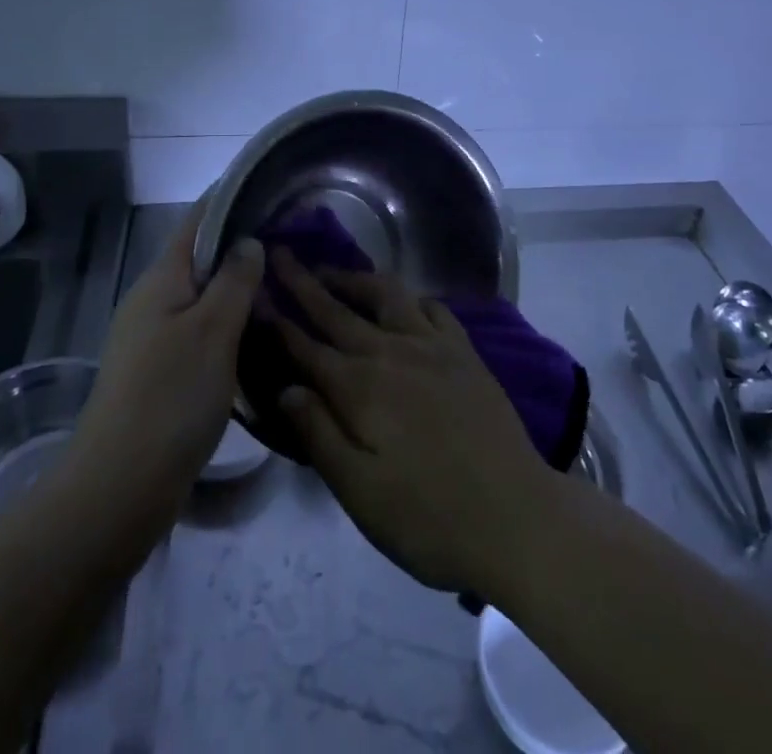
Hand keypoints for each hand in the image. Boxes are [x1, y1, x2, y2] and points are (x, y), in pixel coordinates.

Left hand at [68, 207, 263, 525]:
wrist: (119, 488)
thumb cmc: (170, 397)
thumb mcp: (212, 331)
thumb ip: (234, 280)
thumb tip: (248, 242)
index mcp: (162, 279)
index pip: (197, 220)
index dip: (229, 198)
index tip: (269, 188)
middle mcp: (154, 301)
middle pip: (200, 258)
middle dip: (242, 246)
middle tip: (292, 243)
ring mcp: (153, 339)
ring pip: (203, 298)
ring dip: (238, 289)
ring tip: (285, 286)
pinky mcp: (160, 373)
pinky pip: (201, 332)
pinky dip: (230, 325)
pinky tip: (259, 336)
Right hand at [272, 252, 550, 593]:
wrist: (515, 517)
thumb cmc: (428, 517)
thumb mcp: (360, 492)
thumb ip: (319, 434)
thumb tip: (284, 387)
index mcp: (359, 388)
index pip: (306, 346)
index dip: (278, 319)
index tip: (255, 292)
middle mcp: (391, 352)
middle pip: (337, 309)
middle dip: (304, 281)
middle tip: (280, 254)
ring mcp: (432, 345)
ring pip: (385, 294)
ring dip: (355, 279)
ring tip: (334, 273)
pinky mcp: (464, 350)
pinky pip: (432, 307)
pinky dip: (409, 297)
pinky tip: (404, 302)